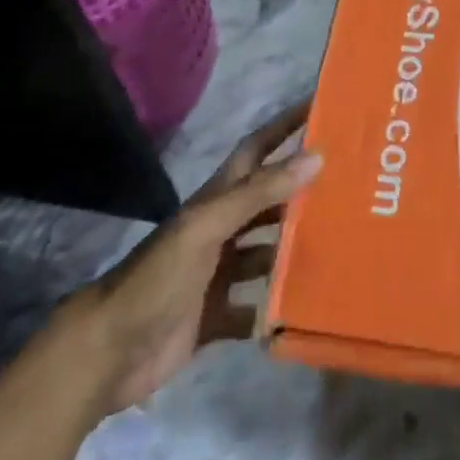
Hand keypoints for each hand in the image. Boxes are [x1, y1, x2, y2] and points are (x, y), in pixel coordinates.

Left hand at [78, 101, 319, 414]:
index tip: (322, 107)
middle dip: (304, 190)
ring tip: (343, 245)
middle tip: (353, 184)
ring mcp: (218, 274)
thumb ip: (259, 193)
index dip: (285, 126)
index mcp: (217, 201)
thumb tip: (316, 156)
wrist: (107, 352)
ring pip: (268, 253)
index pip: (257, 151)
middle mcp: (221, 230)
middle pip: (269, 202)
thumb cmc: (158, 279)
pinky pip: (256, 309)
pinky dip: (276, 310)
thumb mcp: (207, 227)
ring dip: (296, 250)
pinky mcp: (217, 316)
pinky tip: (305, 309)